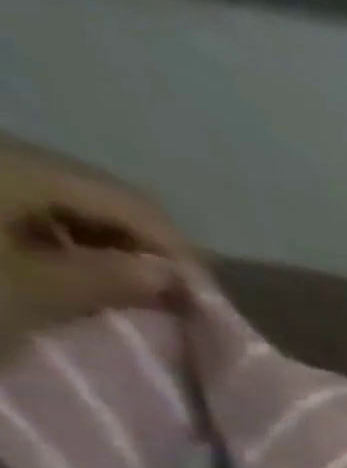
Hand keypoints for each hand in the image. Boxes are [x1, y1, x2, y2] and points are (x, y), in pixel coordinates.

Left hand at [0, 136, 192, 360]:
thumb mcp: (29, 292)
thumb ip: (108, 280)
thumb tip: (168, 278)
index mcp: (17, 166)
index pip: (134, 204)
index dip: (179, 252)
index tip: (206, 301)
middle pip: (92, 194)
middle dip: (138, 247)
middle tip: (168, 298)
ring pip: (51, 198)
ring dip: (95, 244)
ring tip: (116, 290)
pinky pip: (12, 202)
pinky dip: (50, 239)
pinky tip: (56, 272)